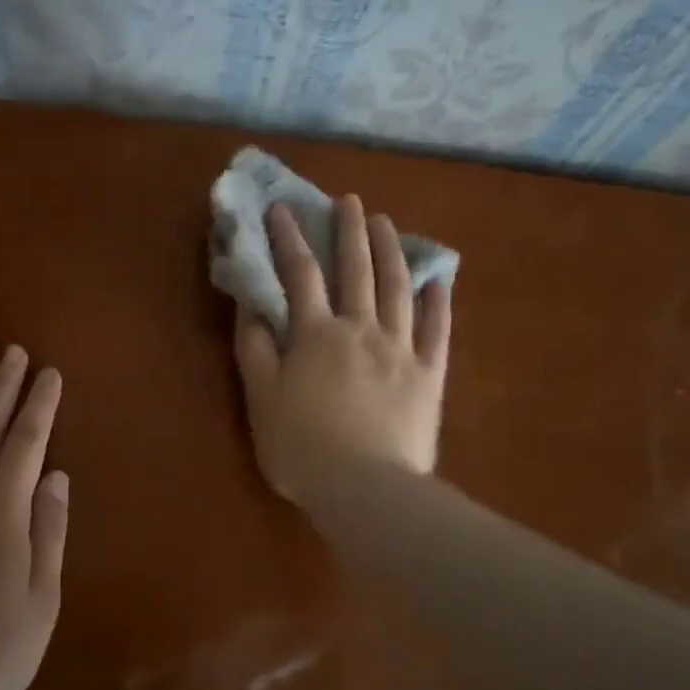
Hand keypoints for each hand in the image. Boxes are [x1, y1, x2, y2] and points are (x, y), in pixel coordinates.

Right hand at [233, 195, 450, 506]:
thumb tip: (251, 306)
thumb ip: (254, 350)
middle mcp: (360, 329)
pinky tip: (439, 278)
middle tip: (348, 200)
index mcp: (316, 335)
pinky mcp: (428, 374)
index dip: (289, 238)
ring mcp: (400, 349)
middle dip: (349, 231)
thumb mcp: (261, 400)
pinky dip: (437, 300)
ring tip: (386, 223)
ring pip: (397, 288)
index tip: (282, 208)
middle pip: (355, 270)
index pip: (299, 274)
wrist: (366, 488)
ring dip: (390, 251)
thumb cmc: (302, 448)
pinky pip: (436, 329)